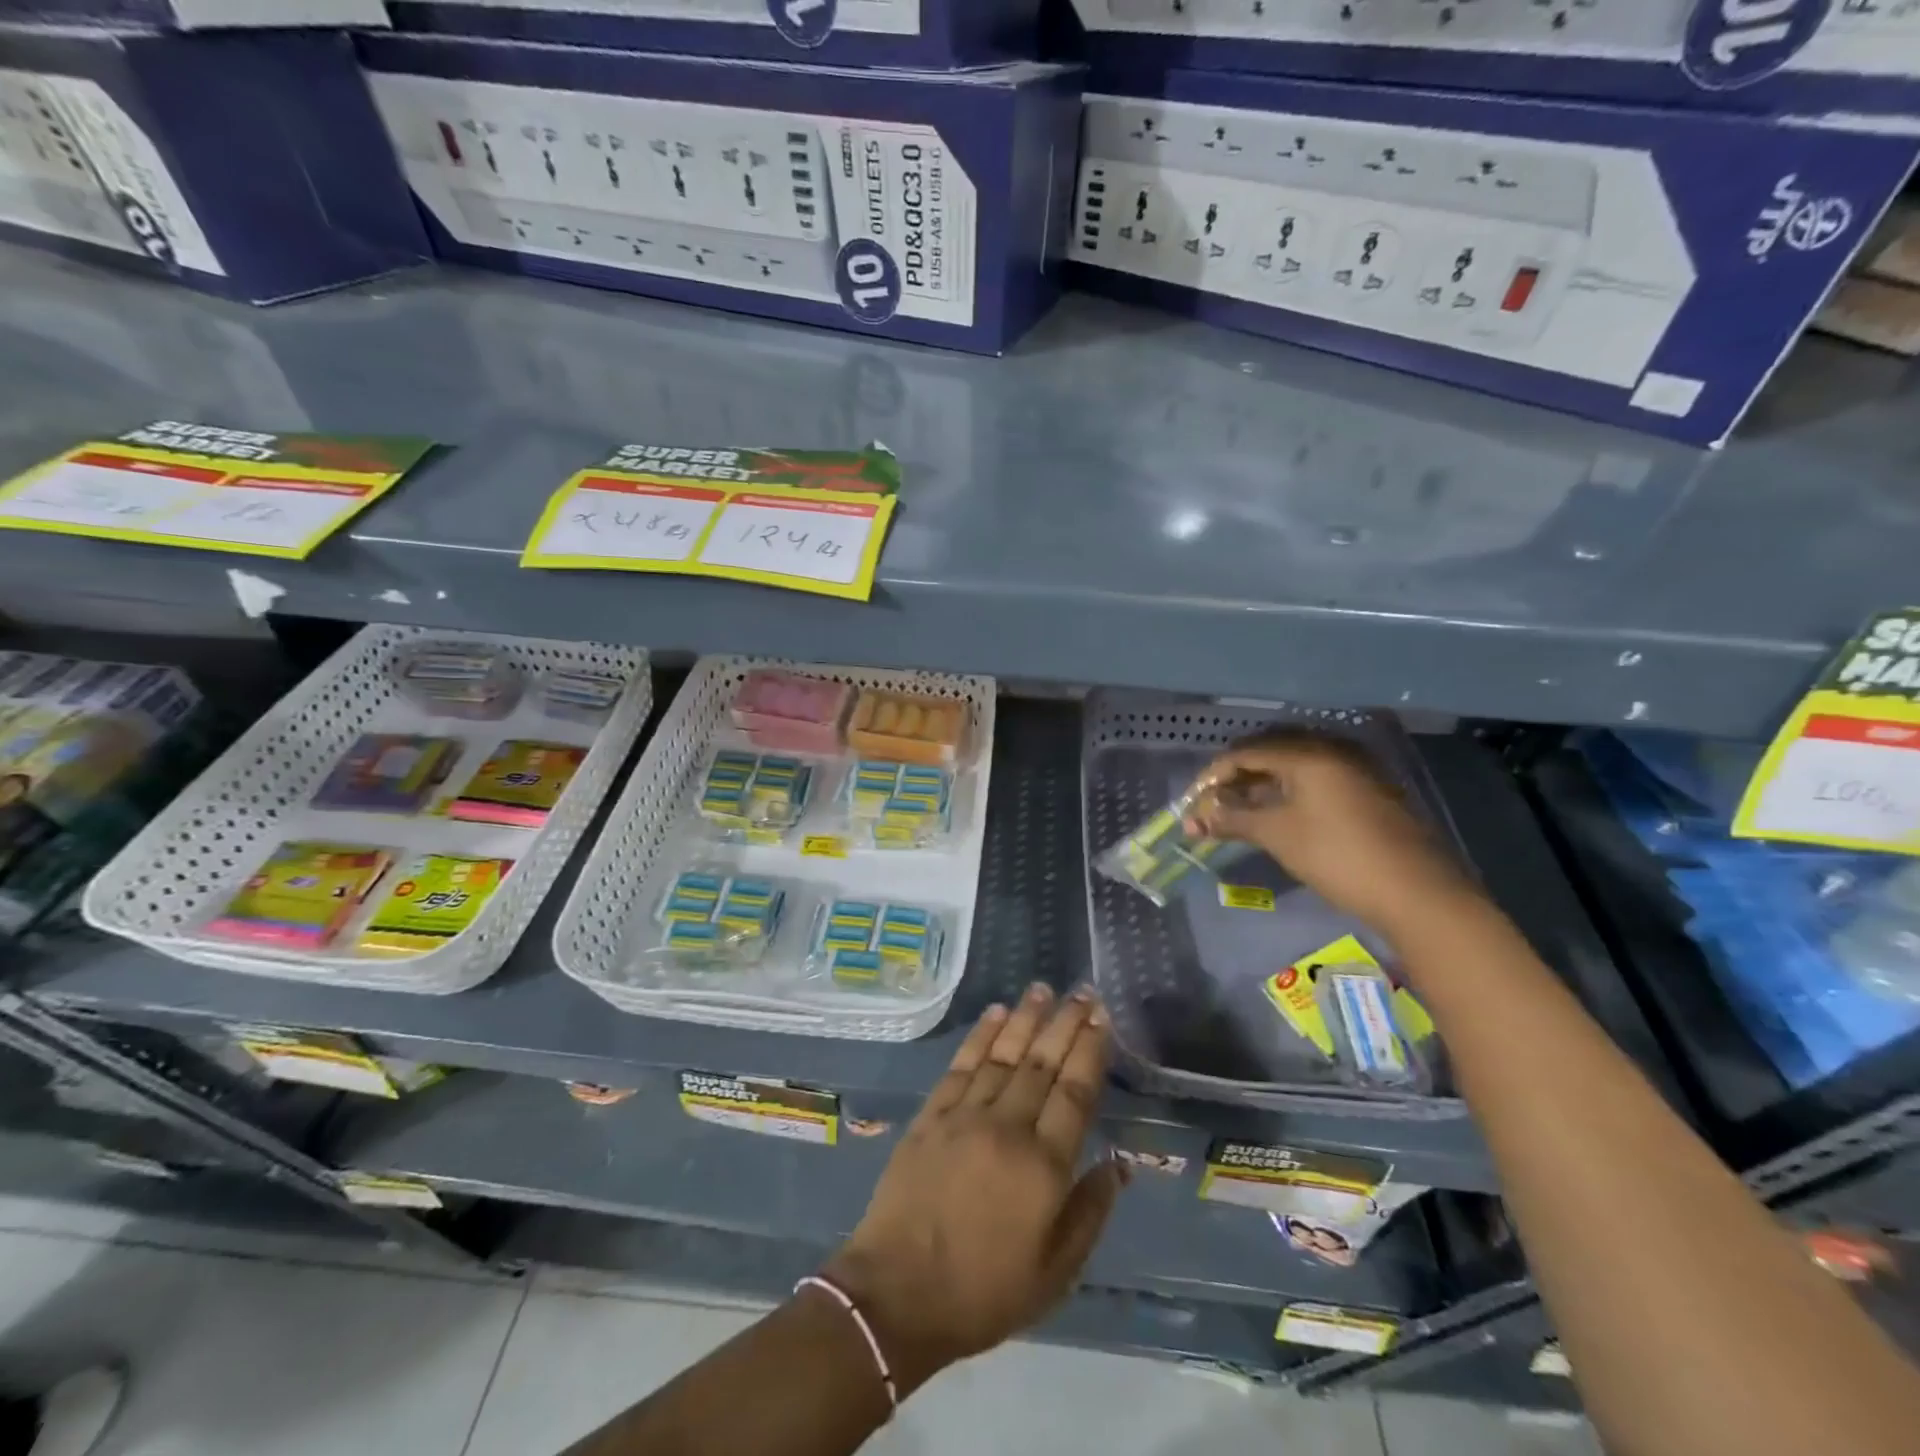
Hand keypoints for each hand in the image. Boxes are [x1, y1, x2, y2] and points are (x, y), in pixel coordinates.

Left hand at [821, 985, 1124, 1394]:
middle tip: (1082, 990)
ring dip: (1025, 1017)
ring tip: (1043, 988)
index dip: (1090, 1050)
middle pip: (1042, 1063)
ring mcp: (965, 1116)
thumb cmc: (983, 1292)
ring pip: (1003, 1054)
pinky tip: (995, 1014)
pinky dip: (980, 1035)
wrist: (896, 1295)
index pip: (1075, 1091)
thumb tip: (1120, 1163)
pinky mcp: (931, 1115)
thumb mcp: (1054, 1274)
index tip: (1101, 1017)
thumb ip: (1090, 1212)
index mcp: (1043, 1166)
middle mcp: (1007, 1127)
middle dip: (1065, 1022)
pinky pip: (961, 1065)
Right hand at [1185, 729, 1481, 936]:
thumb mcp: (1278, 835)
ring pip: (1293, 768)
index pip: (1245, 752)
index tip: (1193, 802)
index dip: (1213, 776)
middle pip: (1269, 753)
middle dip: (1235, 779)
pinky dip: (1287, 794)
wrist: (1418, 893)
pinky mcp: (1367, 792)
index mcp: (1308, 753)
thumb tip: (1193, 818)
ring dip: (1260, 787)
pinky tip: (1275, 817)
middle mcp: (1332, 751)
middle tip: (1213, 806)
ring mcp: (1354, 770)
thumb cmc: (1338, 856)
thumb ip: (1233, 819)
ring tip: (1238, 814)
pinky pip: (1314, 781)